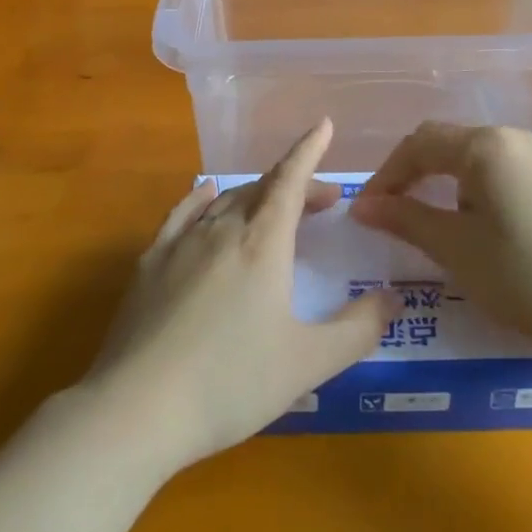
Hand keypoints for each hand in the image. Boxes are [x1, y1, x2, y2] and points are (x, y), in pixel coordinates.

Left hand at [78, 119, 398, 474]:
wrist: (138, 407)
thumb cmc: (231, 383)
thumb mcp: (307, 363)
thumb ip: (357, 329)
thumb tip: (393, 297)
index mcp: (262, 244)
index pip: (290, 181)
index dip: (309, 150)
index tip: (324, 125)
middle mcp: (222, 229)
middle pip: (263, 190)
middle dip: (296, 186)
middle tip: (324, 201)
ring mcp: (181, 242)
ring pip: (226, 201)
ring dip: (256, 195)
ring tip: (274, 206)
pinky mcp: (150, 262)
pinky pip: (182, 214)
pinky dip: (202, 198)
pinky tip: (205, 195)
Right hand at [351, 123, 531, 361]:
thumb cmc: (524, 276)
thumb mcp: (455, 248)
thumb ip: (405, 218)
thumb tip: (361, 206)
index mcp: (485, 145)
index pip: (418, 144)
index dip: (386, 175)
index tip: (364, 211)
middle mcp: (511, 137)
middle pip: (444, 143)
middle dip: (410, 174)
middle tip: (387, 212)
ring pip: (470, 156)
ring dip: (438, 181)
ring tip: (421, 219)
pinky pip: (495, 170)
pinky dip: (467, 188)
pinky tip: (467, 222)